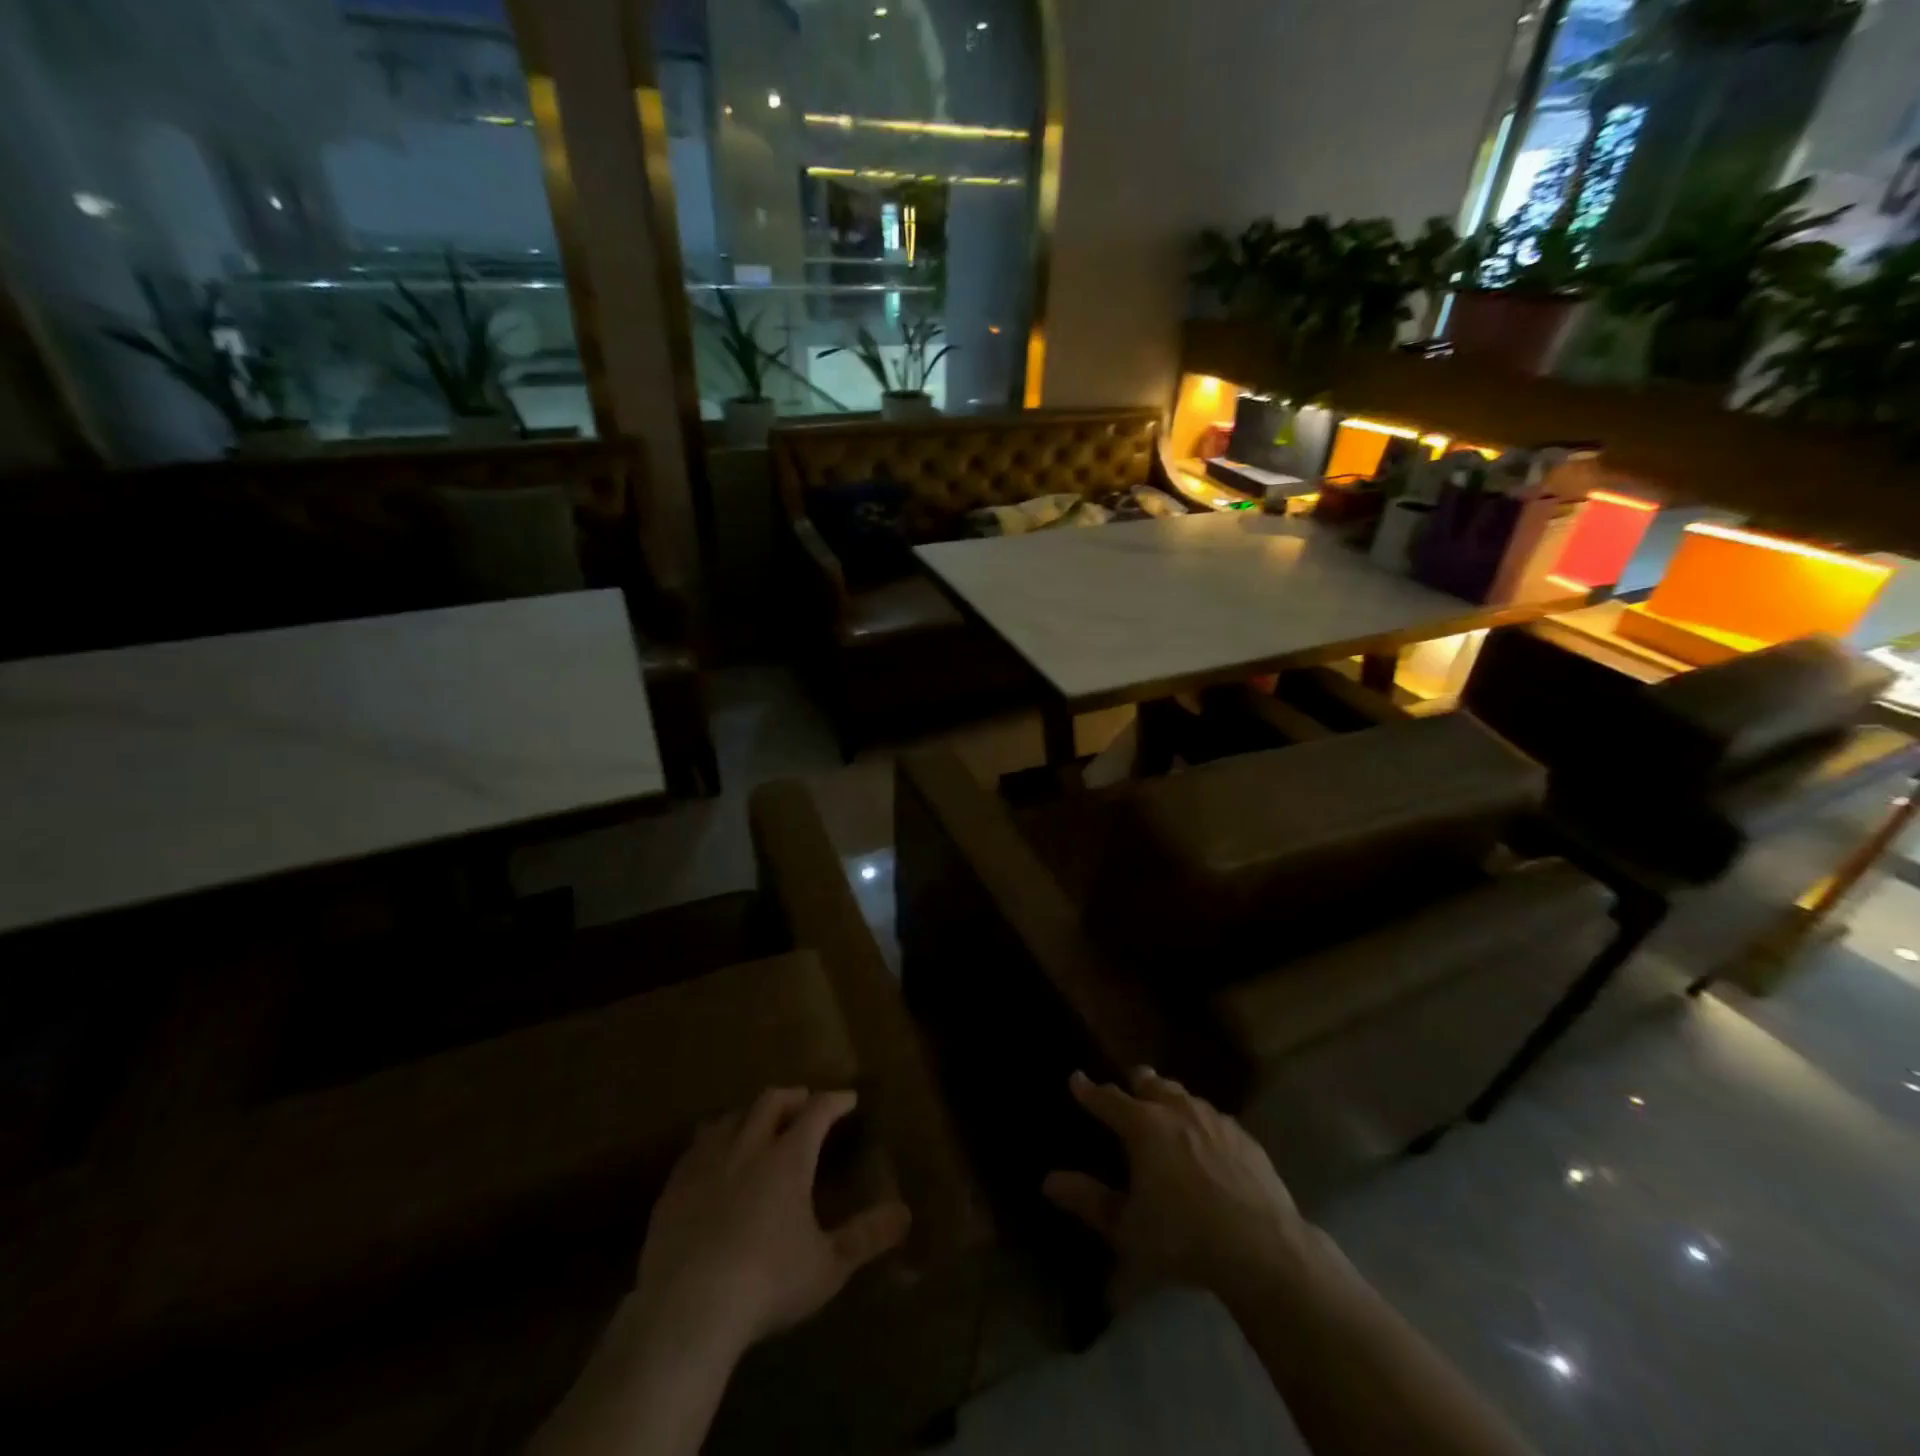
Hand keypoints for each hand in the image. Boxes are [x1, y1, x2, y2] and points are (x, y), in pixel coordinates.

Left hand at [633, 1087, 911, 1357]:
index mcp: (788, 1157)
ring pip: (731, 1117)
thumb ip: (866, 1237)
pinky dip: (714, 1140)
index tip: (848, 1099)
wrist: (687, 1309)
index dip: (835, 1100)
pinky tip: (714, 1159)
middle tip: (804, 1103)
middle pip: (771, 1100)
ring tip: (759, 1125)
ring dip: (750, 1114)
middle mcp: (748, 1146)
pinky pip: (696, 1146)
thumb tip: (905, 1213)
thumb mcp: (827, 1266)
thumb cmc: (767, 1284)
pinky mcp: (674, 1186)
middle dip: (792, 1097)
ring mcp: (707, 1162)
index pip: (817, 1110)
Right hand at [1044, 1068, 1310, 1295]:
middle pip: (1151, 1084)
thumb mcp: (1128, 1228)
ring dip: (1170, 1099)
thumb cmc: (1184, 1237)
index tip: (1076, 1079)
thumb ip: (1089, 1201)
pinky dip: (1202, 1122)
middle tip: (1129, 1087)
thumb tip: (1049, 1181)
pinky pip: (1216, 1118)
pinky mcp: (1245, 1138)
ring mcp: (1215, 1120)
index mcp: (1143, 1126)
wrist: (1263, 1249)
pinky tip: (1207, 1140)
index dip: (1089, 1090)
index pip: (1108, 1099)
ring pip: (1185, 1096)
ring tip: (1166, 1109)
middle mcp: (1177, 1111)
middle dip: (1136, 1083)